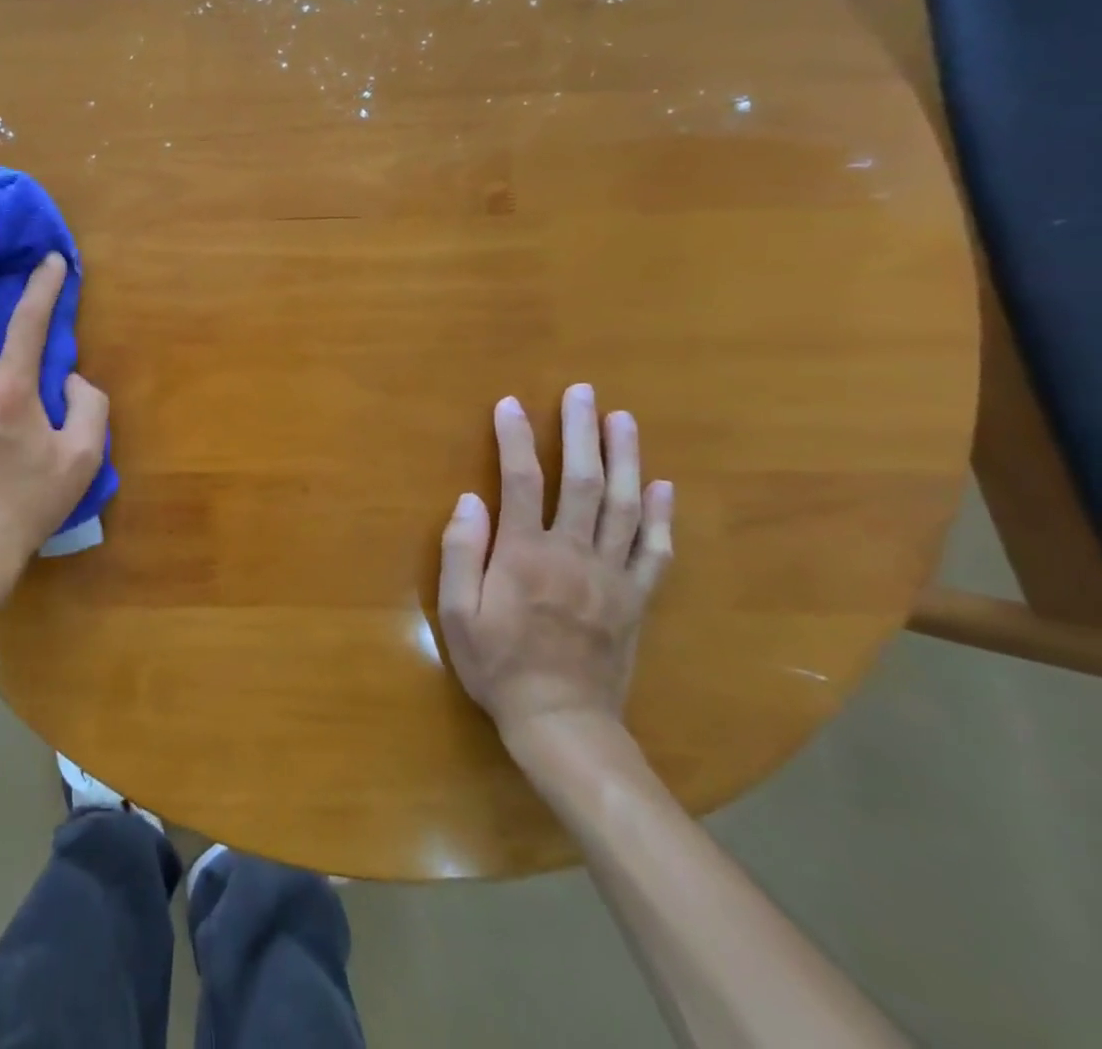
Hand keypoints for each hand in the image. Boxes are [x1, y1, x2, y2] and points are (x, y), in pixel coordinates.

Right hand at [438, 384, 673, 735]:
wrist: (562, 722)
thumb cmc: (498, 665)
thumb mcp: (457, 613)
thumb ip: (460, 553)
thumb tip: (469, 499)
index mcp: (524, 554)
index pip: (520, 480)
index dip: (515, 438)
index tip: (510, 404)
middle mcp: (572, 554)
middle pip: (581, 481)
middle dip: (580, 432)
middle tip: (583, 393)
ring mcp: (611, 575)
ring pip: (623, 505)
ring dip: (624, 458)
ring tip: (623, 419)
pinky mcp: (636, 598)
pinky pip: (655, 550)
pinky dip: (659, 515)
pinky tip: (660, 486)